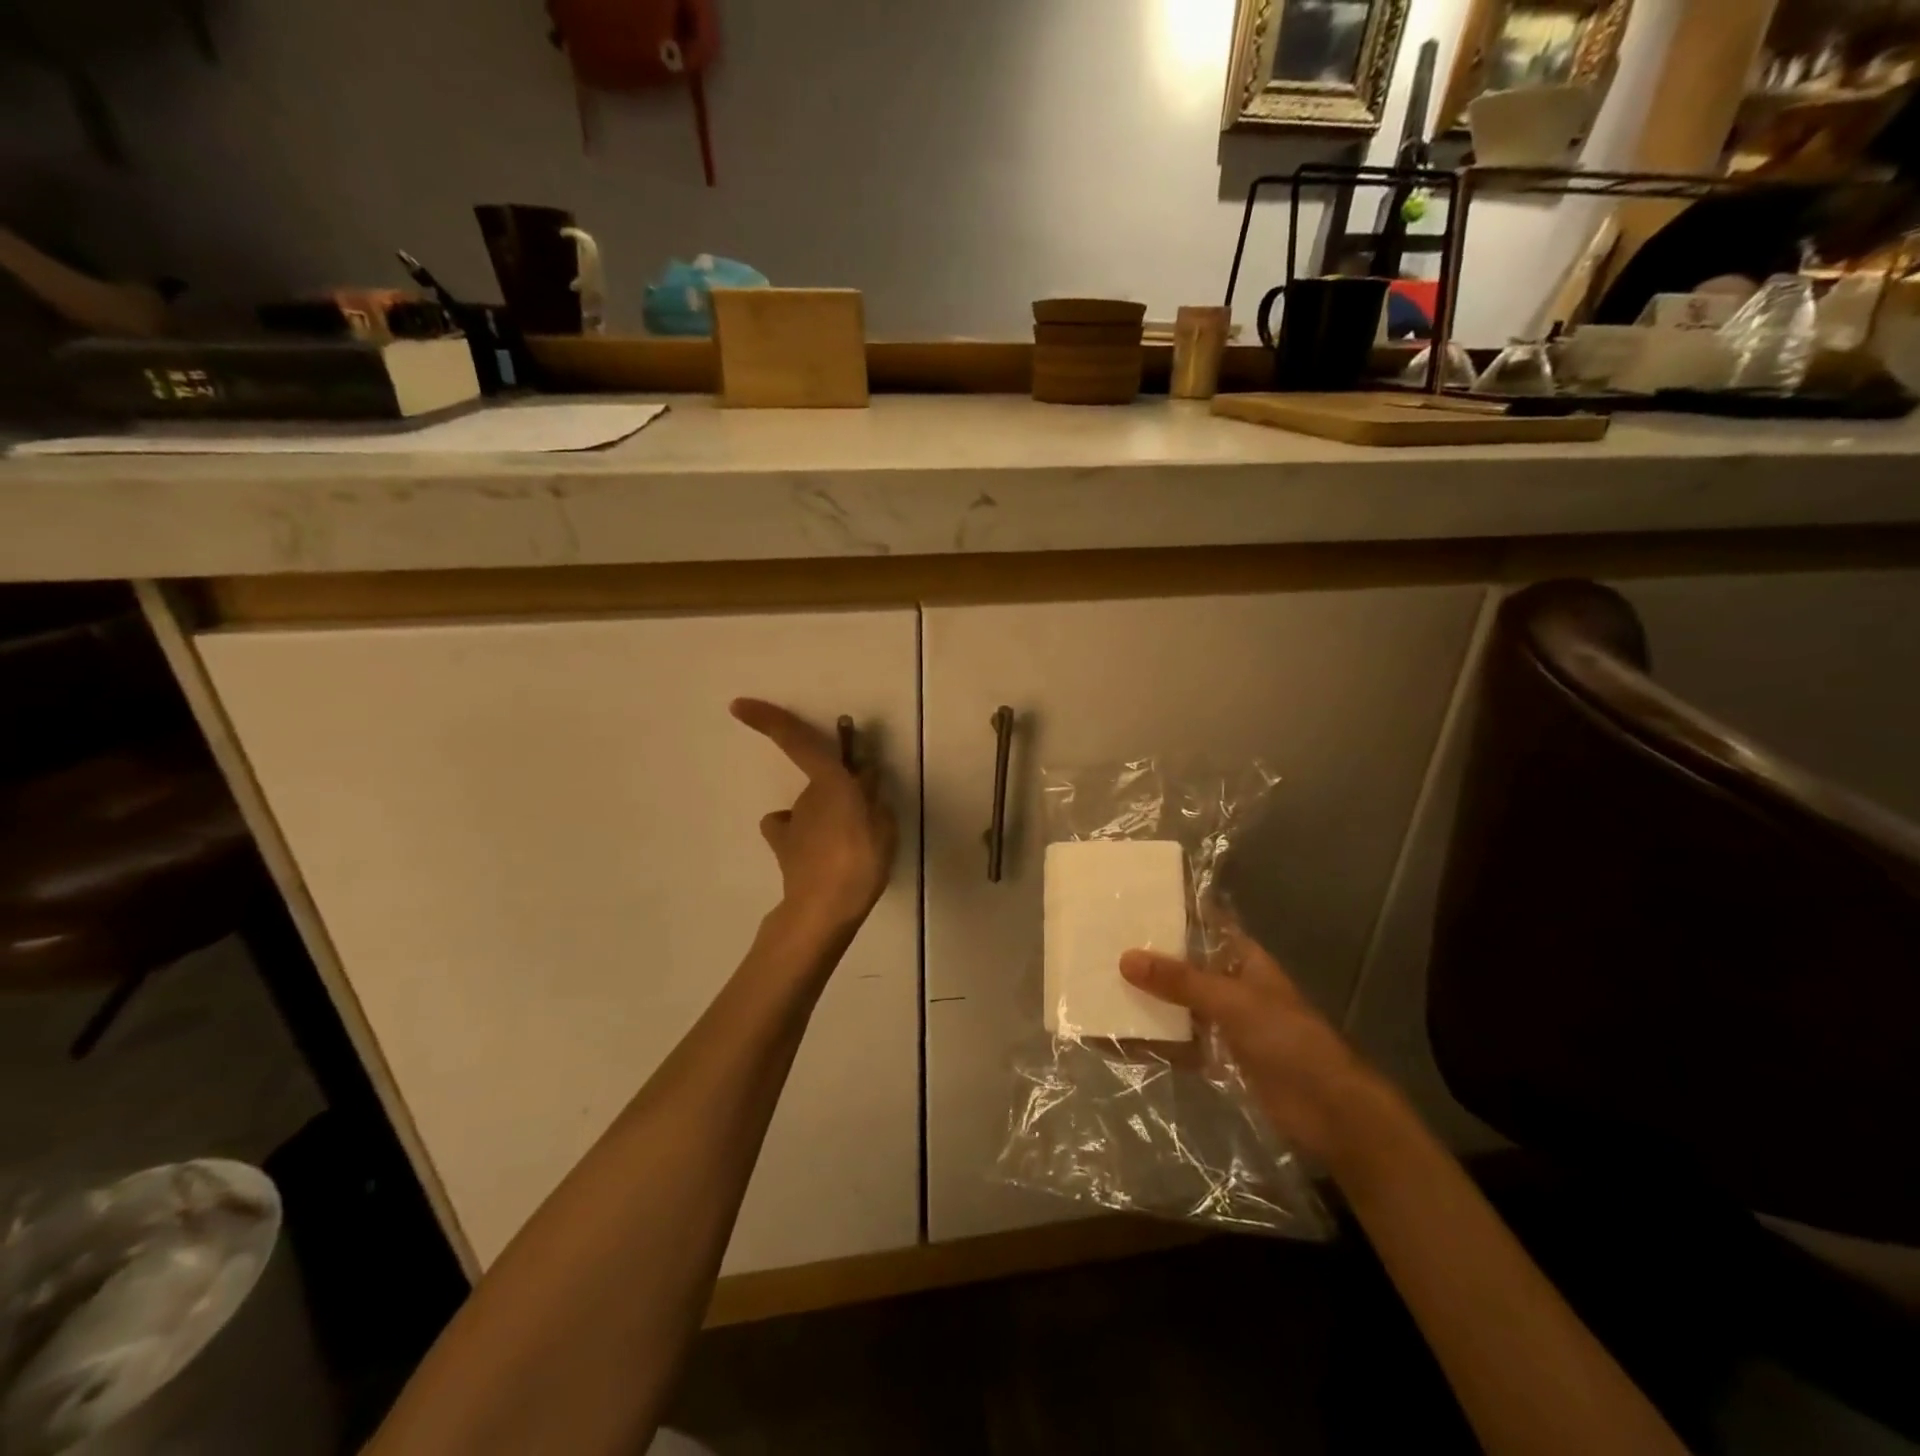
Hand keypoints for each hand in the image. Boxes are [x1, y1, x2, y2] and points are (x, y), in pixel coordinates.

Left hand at [730, 698, 896, 933]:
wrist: (824, 909)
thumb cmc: (861, 861)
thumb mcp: (885, 825)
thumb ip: (875, 799)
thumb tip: (866, 778)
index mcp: (831, 783)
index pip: (798, 743)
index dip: (769, 721)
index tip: (738, 706)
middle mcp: (806, 797)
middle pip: (824, 781)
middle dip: (841, 789)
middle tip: (870, 812)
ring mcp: (793, 823)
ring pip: (812, 808)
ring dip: (828, 816)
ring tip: (851, 843)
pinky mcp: (784, 848)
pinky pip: (792, 831)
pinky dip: (802, 835)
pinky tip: (819, 852)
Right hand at [1120, 927, 1393, 1168]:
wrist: (1330, 1112)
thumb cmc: (1288, 1039)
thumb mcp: (1232, 1001)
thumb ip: (1180, 981)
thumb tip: (1125, 958)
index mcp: (1243, 959)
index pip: (1204, 925)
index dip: (1173, 912)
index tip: (1131, 902)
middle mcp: (1231, 985)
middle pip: (1184, 966)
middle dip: (1149, 960)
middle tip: (1101, 945)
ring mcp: (1225, 1023)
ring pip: (1177, 1005)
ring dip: (1146, 1002)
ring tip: (1098, 989)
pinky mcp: (1219, 1058)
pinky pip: (1178, 1044)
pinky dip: (1152, 1042)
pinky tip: (1116, 1041)